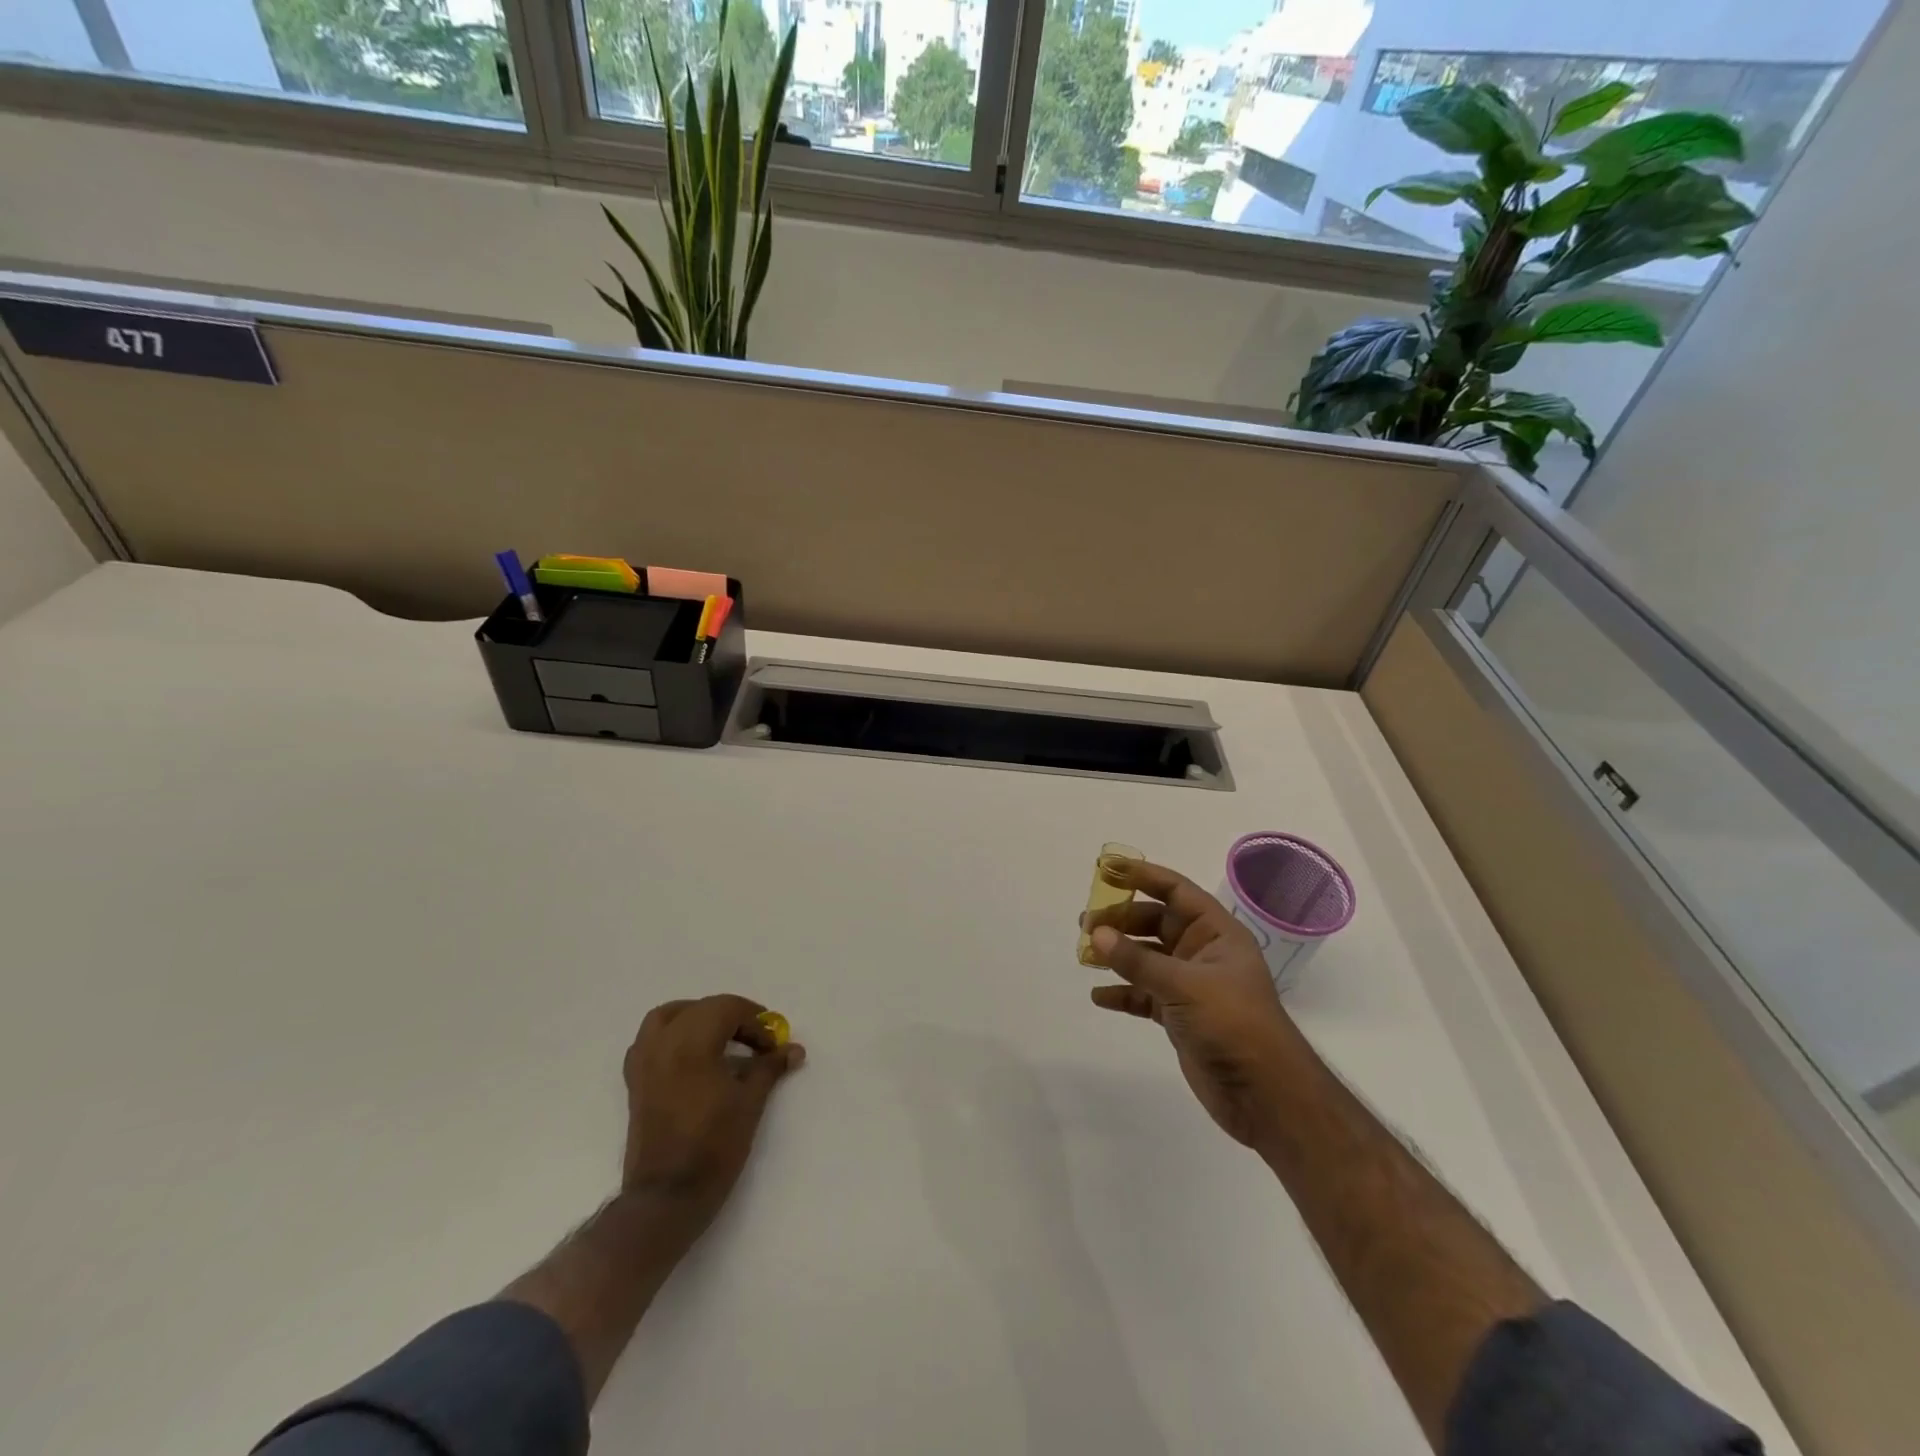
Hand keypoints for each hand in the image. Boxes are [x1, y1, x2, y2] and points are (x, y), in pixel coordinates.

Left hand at [622, 994, 806, 1232]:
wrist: (667, 1197)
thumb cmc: (713, 1146)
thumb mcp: (750, 1103)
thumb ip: (770, 1068)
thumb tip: (794, 1049)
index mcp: (691, 1044)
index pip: (727, 1009)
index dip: (755, 1021)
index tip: (773, 1044)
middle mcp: (664, 1044)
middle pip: (701, 1009)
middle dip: (732, 1017)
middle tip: (756, 1039)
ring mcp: (644, 1062)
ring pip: (669, 1017)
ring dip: (698, 1016)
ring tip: (721, 1034)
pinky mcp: (636, 1082)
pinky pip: (650, 1040)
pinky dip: (672, 1034)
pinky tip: (690, 1054)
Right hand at [1085, 862, 1309, 1149]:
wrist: (1266, 1095)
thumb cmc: (1233, 1023)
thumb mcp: (1184, 985)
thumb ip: (1138, 960)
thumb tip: (1096, 933)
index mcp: (1216, 933)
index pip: (1176, 891)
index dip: (1143, 875)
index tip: (1107, 868)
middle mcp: (1202, 953)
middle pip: (1155, 923)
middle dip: (1121, 920)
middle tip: (1085, 923)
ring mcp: (1191, 986)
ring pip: (1146, 958)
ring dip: (1117, 955)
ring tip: (1085, 953)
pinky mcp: (1180, 1017)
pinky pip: (1143, 995)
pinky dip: (1122, 993)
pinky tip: (1099, 996)